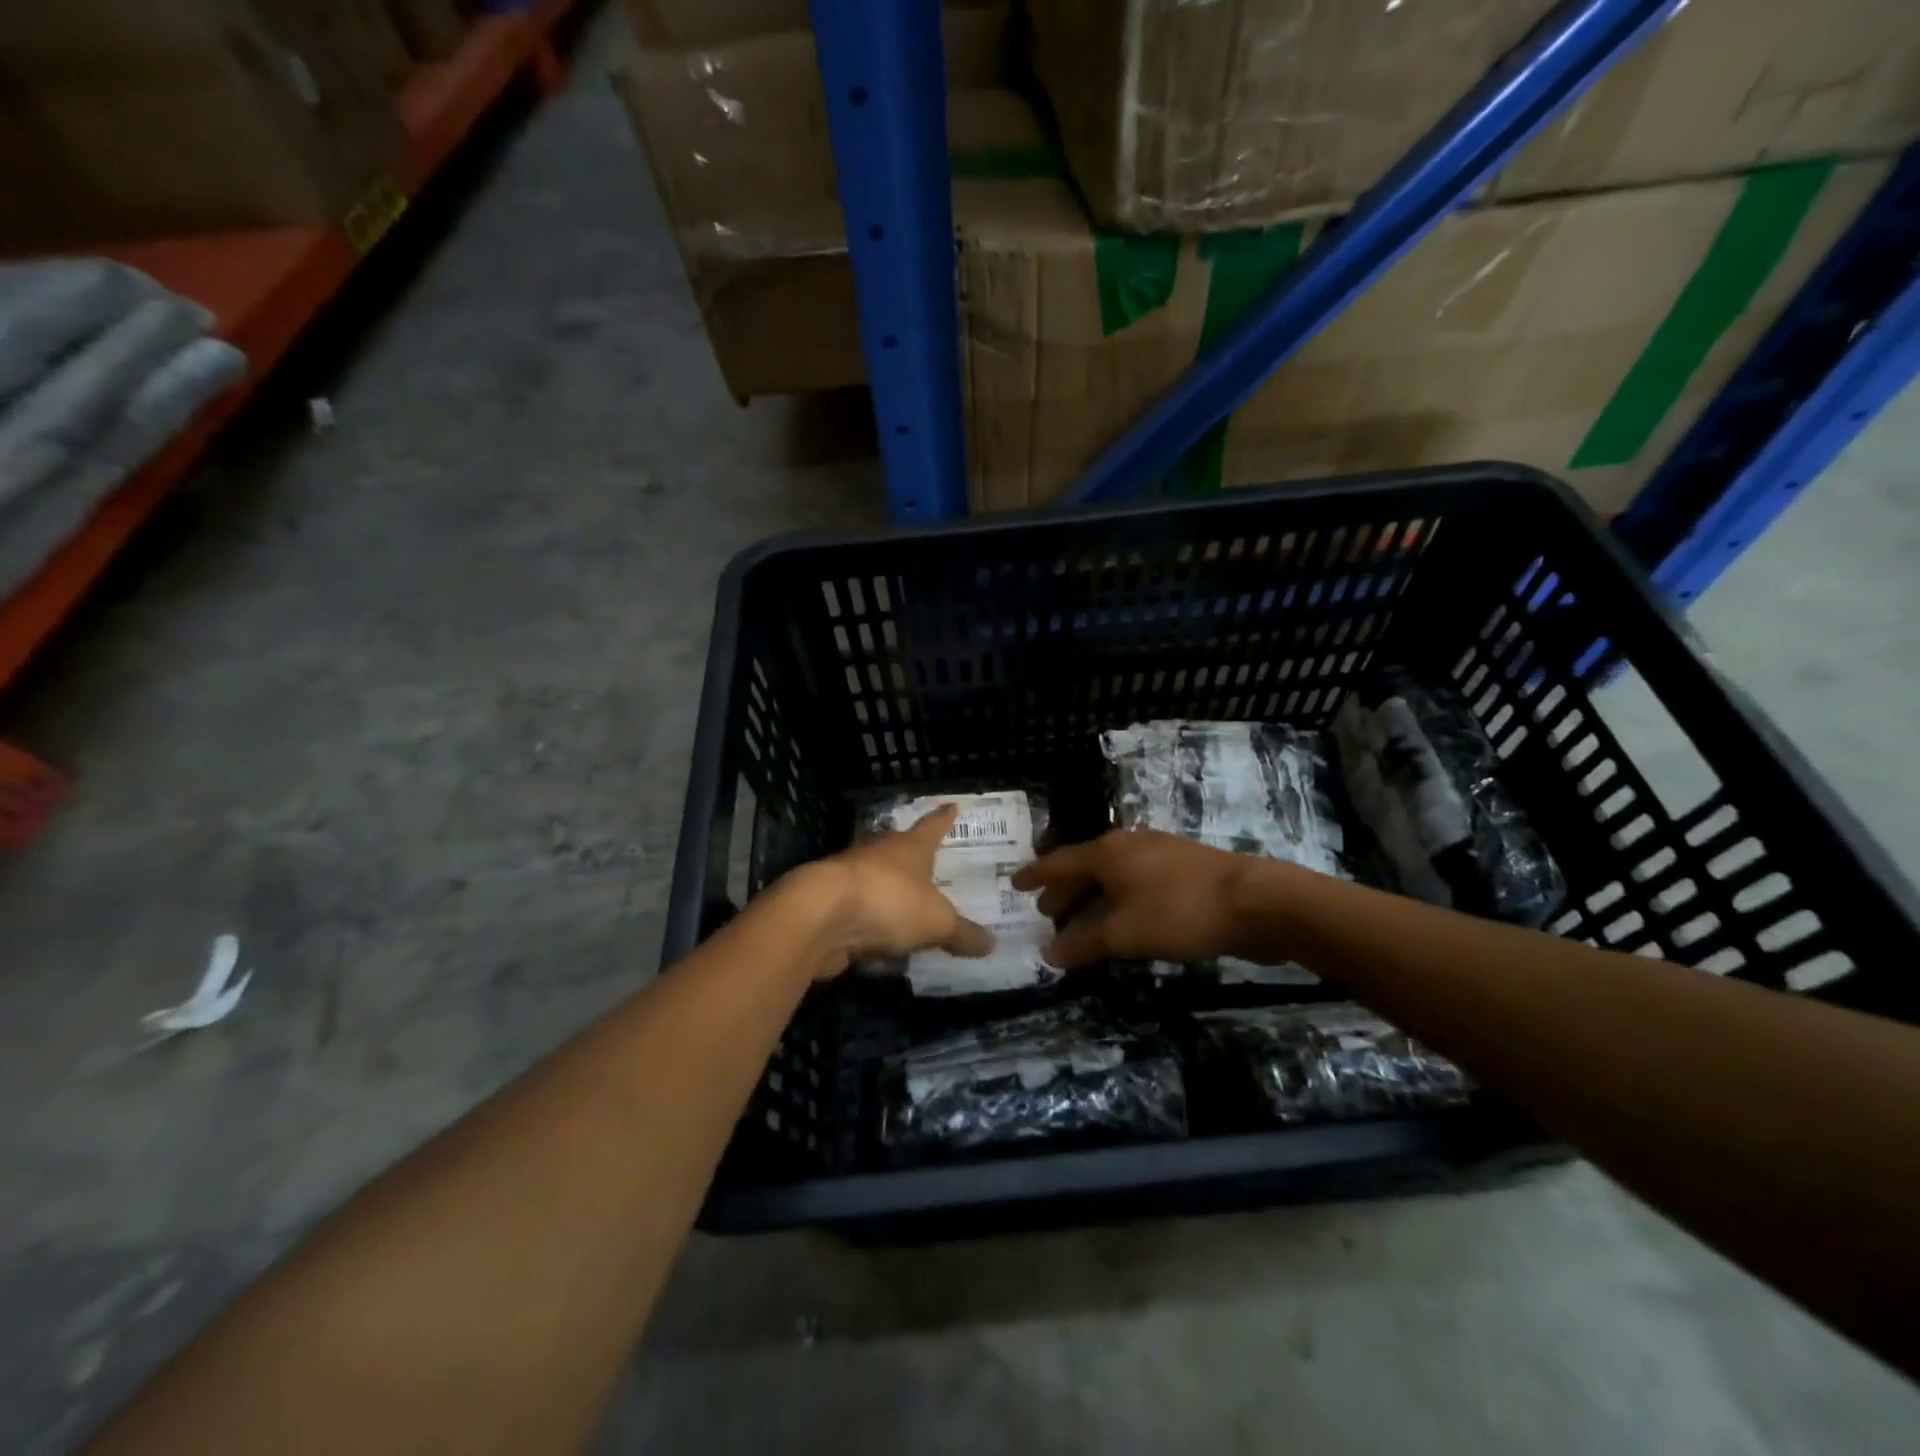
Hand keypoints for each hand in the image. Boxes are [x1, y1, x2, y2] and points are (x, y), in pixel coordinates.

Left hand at [786, 804, 994, 977]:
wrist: (819, 915)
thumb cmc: (888, 902)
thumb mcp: (936, 922)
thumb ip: (962, 933)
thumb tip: (992, 944)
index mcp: (909, 848)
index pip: (932, 826)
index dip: (943, 819)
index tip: (951, 806)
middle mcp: (879, 854)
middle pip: (898, 848)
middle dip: (911, 854)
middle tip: (927, 860)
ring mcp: (849, 877)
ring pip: (874, 878)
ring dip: (886, 888)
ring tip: (904, 902)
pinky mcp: (830, 905)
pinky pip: (858, 911)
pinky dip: (868, 921)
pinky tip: (876, 938)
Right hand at [1011, 830, 1255, 969]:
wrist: (1256, 901)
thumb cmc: (1181, 911)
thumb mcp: (1125, 932)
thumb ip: (1083, 942)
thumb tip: (1048, 953)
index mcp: (1107, 852)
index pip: (1059, 862)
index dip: (1036, 876)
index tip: (1015, 884)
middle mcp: (1128, 846)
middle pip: (1084, 867)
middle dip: (1063, 891)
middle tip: (1044, 913)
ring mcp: (1158, 855)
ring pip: (1111, 876)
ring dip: (1091, 899)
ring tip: (1079, 922)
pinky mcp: (1182, 870)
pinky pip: (1134, 884)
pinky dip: (1117, 902)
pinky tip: (1122, 921)